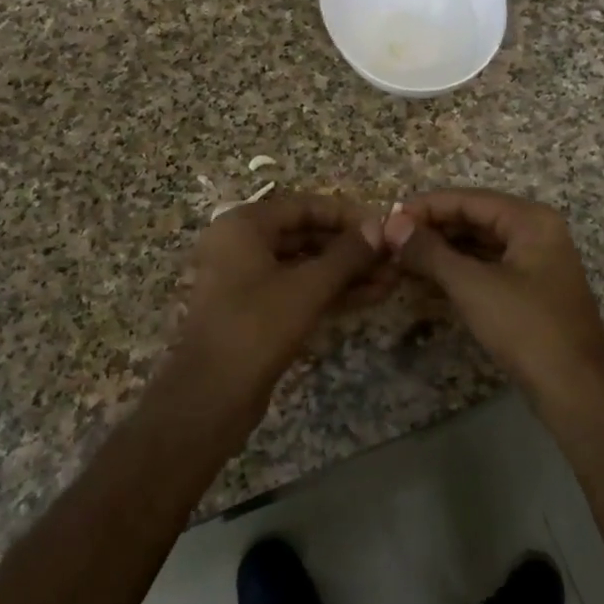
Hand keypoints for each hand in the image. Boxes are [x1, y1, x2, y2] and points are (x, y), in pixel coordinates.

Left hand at [177, 191, 390, 395]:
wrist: (210, 398)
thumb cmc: (256, 328)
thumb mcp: (308, 287)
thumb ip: (347, 255)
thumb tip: (382, 226)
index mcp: (244, 225)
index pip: (305, 206)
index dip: (347, 215)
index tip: (384, 227)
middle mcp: (242, 244)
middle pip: (305, 234)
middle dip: (351, 248)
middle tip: (392, 257)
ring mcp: (247, 279)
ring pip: (305, 265)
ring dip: (346, 272)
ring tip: (390, 279)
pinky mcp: (255, 310)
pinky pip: (298, 289)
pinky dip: (331, 291)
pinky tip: (371, 296)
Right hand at [381, 189, 603, 397]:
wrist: (576, 390)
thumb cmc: (526, 327)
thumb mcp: (472, 286)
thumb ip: (430, 252)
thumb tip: (393, 225)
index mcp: (530, 220)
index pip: (469, 199)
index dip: (426, 207)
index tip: (388, 218)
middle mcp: (536, 233)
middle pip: (475, 219)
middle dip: (433, 230)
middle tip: (391, 242)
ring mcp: (535, 263)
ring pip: (480, 246)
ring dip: (442, 252)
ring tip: (401, 260)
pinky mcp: (530, 292)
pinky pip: (487, 269)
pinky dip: (458, 273)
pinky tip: (427, 283)